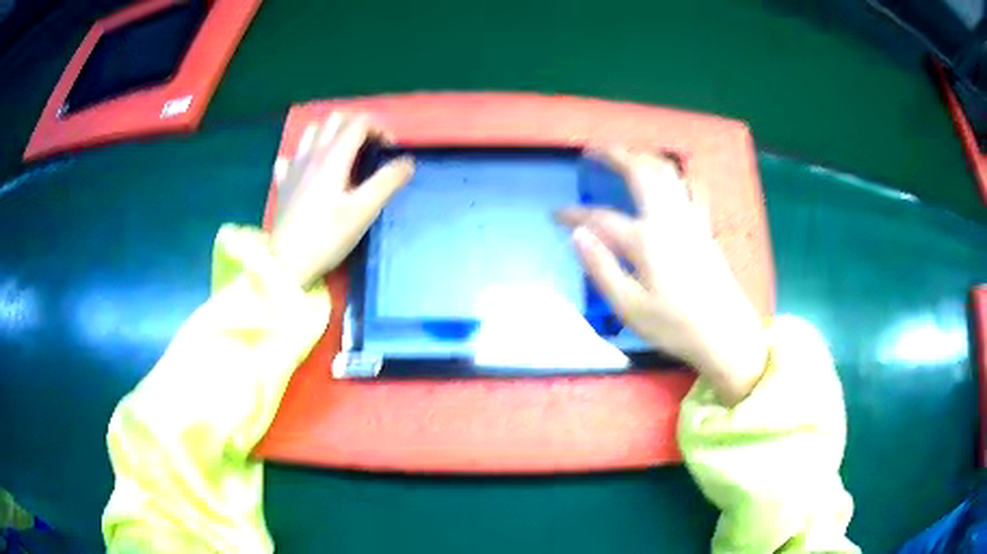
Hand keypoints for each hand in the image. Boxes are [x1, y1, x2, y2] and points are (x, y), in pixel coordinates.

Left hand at [270, 113, 414, 286]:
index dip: (380, 128)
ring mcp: (294, 167)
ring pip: (311, 132)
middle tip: (369, 147)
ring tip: (342, 152)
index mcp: (334, 156)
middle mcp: (312, 153)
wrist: (287, 263)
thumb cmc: (327, 236)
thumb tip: (407, 161)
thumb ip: (388, 181)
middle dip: (356, 125)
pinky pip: (291, 157)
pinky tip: (308, 170)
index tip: (390, 150)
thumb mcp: (364, 210)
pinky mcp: (283, 184)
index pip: (359, 123)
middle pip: (335, 120)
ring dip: (330, 133)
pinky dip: (303, 155)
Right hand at [557, 147, 766, 405]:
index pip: (600, 217)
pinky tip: (673, 174)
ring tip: (626, 155)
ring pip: (668, 172)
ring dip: (644, 157)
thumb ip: (601, 268)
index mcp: (646, 240)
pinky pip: (693, 187)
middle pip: (640, 172)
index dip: (574, 214)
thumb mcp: (629, 307)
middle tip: (594, 151)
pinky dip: (679, 173)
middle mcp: (668, 219)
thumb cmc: (675, 326)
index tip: (555, 215)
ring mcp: (691, 219)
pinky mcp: (705, 227)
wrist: (726, 335)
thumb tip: (577, 235)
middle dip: (615, 155)